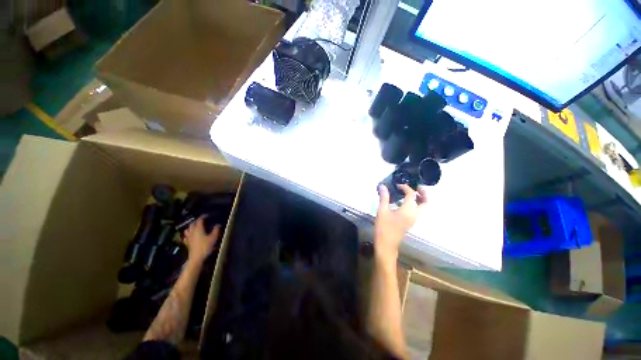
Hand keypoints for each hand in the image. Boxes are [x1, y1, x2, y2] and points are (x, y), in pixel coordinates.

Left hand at [184, 216, 220, 262]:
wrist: (196, 257)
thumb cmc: (205, 246)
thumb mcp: (213, 238)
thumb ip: (215, 230)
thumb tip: (218, 225)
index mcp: (198, 229)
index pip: (199, 220)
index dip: (203, 217)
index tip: (207, 215)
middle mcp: (192, 231)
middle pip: (193, 224)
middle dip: (197, 221)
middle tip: (202, 220)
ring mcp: (189, 237)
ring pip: (188, 229)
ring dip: (191, 226)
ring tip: (196, 226)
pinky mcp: (187, 242)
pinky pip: (186, 236)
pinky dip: (189, 233)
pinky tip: (191, 235)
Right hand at [375, 184, 426, 262]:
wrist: (386, 244)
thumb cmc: (384, 227)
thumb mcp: (382, 211)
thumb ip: (384, 197)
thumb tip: (383, 186)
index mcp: (408, 210)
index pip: (412, 195)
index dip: (406, 188)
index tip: (397, 185)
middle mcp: (415, 214)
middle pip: (426, 202)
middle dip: (423, 193)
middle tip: (416, 186)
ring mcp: (414, 219)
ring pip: (423, 207)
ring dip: (420, 199)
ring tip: (410, 193)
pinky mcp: (411, 222)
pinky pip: (417, 211)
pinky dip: (415, 204)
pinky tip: (403, 202)